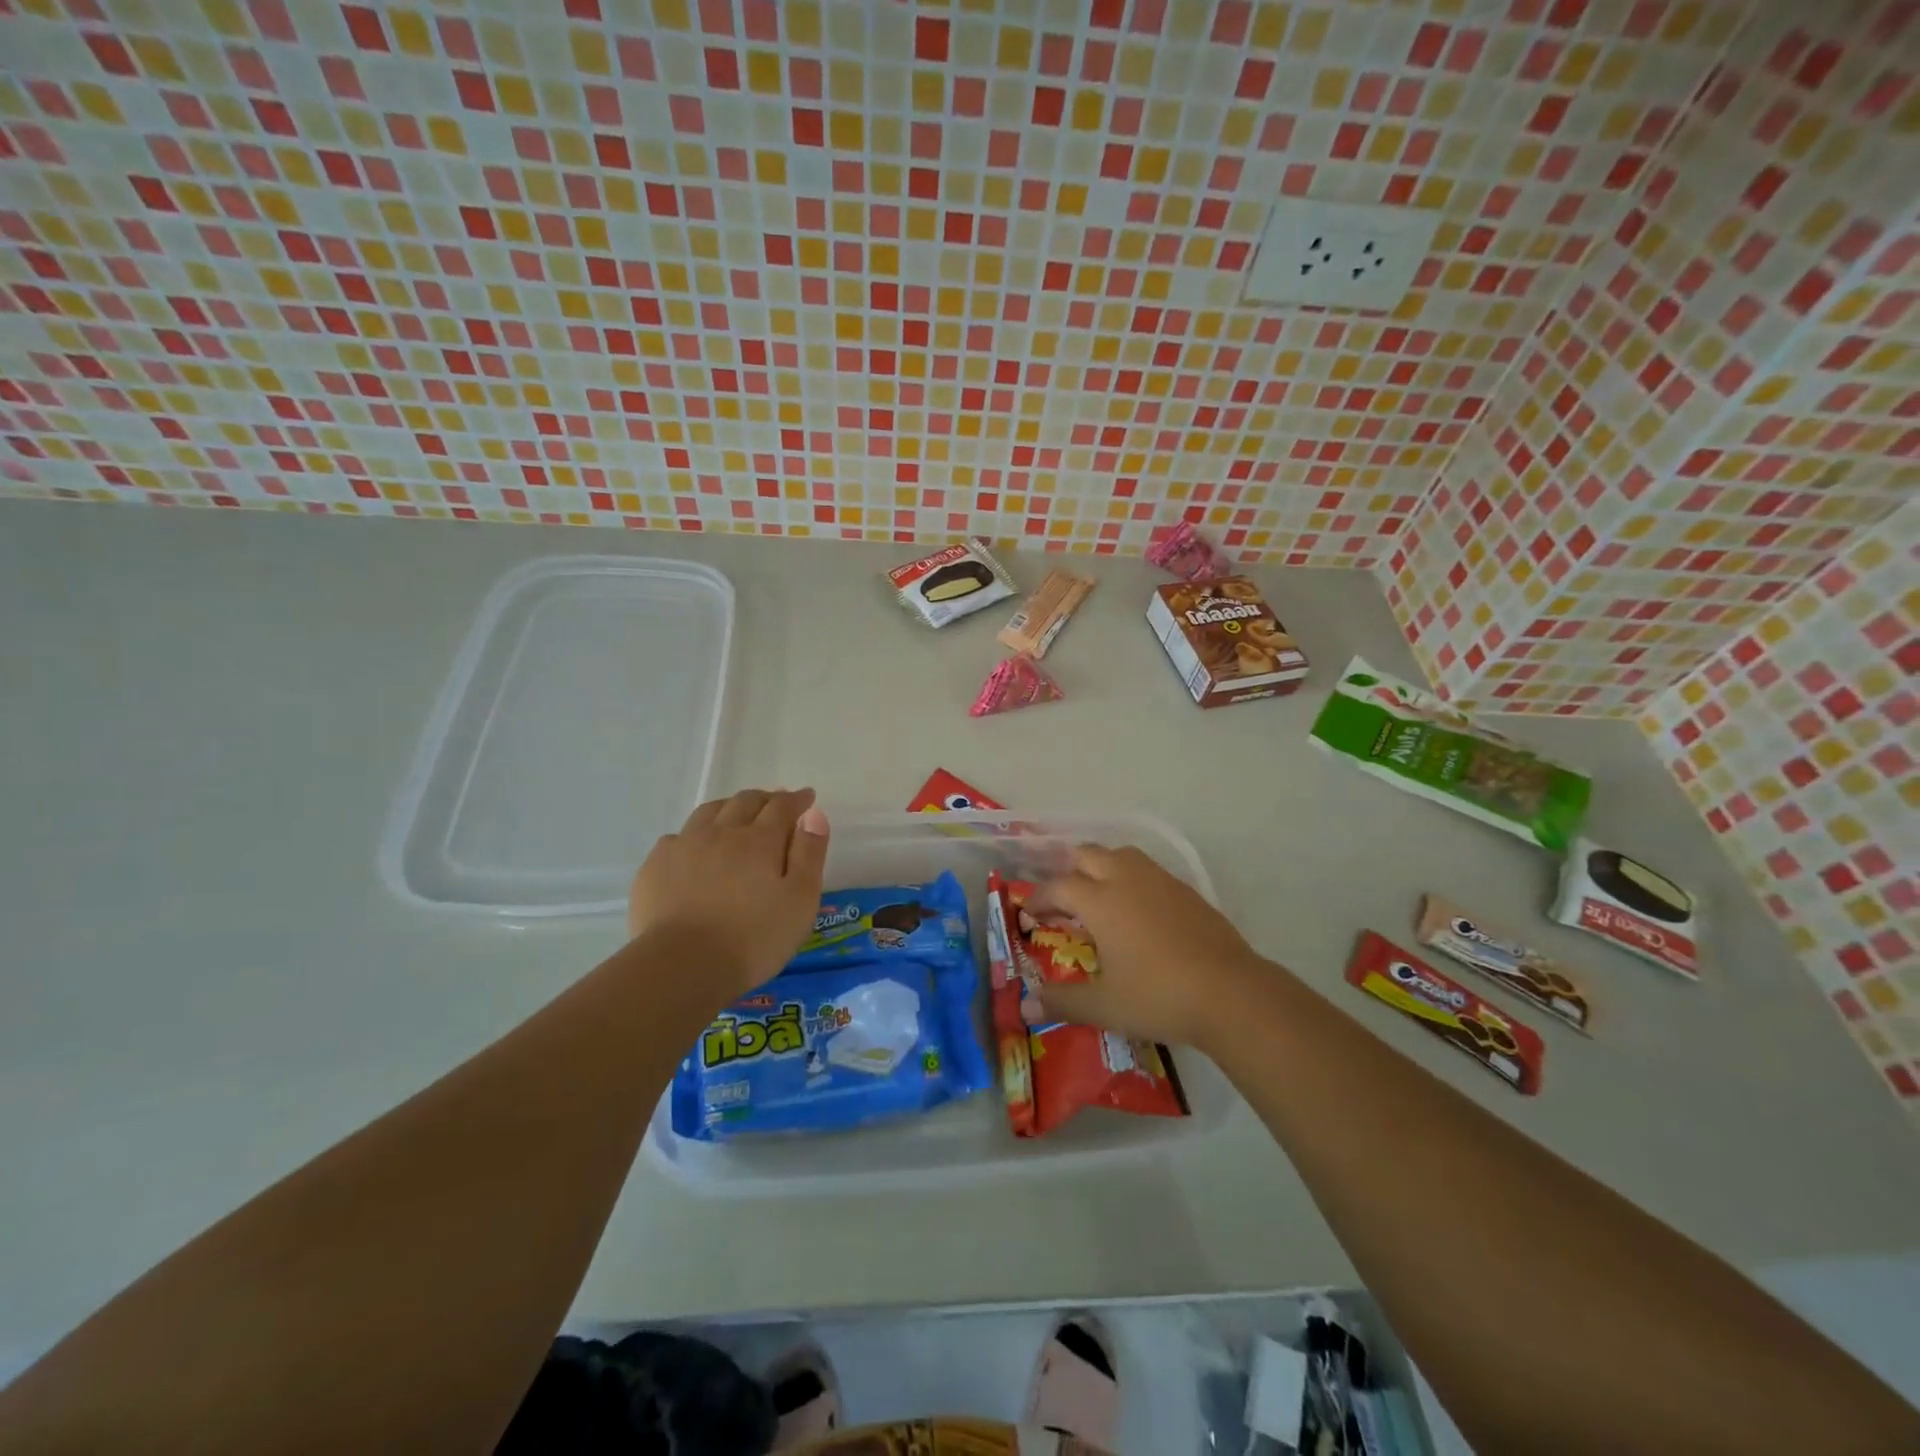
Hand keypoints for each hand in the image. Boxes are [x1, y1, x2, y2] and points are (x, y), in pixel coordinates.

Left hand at [628, 788, 829, 997]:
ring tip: (738, 815)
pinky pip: (678, 836)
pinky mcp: (655, 866)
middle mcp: (721, 832)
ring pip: (709, 812)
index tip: (807, 797)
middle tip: (776, 805)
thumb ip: (809, 854)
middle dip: (765, 799)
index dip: (797, 799)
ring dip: (730, 807)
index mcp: (760, 840)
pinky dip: (695, 834)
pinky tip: (696, 848)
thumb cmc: (754, 938)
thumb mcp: (800, 900)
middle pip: (745, 801)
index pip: (781, 806)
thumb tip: (814, 814)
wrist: (682, 966)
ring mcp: (684, 846)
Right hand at [1026, 844, 1269, 1050]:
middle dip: (1068, 872)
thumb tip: (1025, 1006)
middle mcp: (1126, 879)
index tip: (1029, 915)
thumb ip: (1062, 1002)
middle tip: (1062, 902)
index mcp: (1100, 901)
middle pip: (1087, 855)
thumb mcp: (1104, 1006)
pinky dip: (1131, 879)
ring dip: (1101, 867)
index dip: (1038, 898)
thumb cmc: (1158, 997)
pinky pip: (1148, 870)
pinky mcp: (1186, 890)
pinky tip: (1137, 910)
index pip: (1057, 886)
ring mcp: (1159, 881)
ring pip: (1120, 854)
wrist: (1230, 993)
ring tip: (1098, 897)